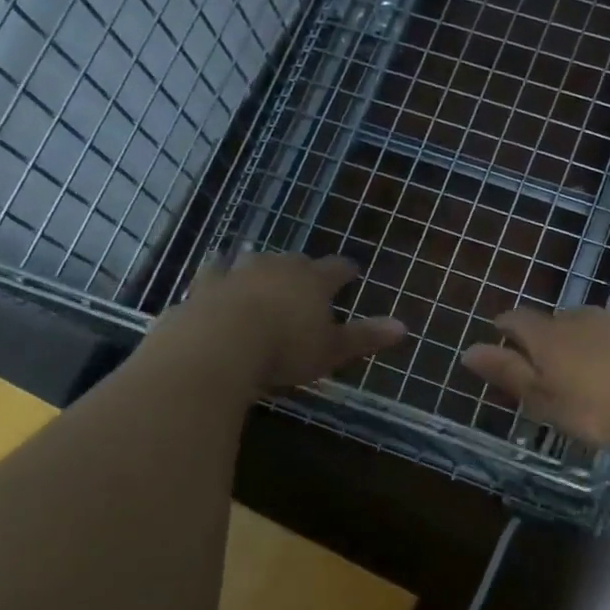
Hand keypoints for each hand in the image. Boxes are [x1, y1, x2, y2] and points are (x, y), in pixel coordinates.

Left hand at [184, 252, 405, 389]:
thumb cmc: (285, 349)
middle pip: (296, 261)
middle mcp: (278, 267)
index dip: (346, 271)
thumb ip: (366, 337)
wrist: (220, 344)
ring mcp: (238, 271)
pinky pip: (214, 271)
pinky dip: (219, 272)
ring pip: (254, 260)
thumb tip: (405, 326)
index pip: (337, 269)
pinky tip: (216, 273)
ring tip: (262, 271)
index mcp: (313, 281)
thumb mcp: (332, 350)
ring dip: (261, 266)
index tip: (352, 272)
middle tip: (306, 278)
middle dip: (303, 269)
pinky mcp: (205, 284)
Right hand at [460, 307, 609, 448]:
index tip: (502, 339)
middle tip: (549, 367)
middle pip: (554, 321)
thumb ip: (507, 372)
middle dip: (547, 337)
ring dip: (581, 339)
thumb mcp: (543, 399)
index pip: (517, 319)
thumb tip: (468, 350)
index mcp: (548, 335)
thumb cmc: (594, 410)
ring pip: (588, 324)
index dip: (506, 327)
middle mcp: (579, 318)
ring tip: (586, 368)